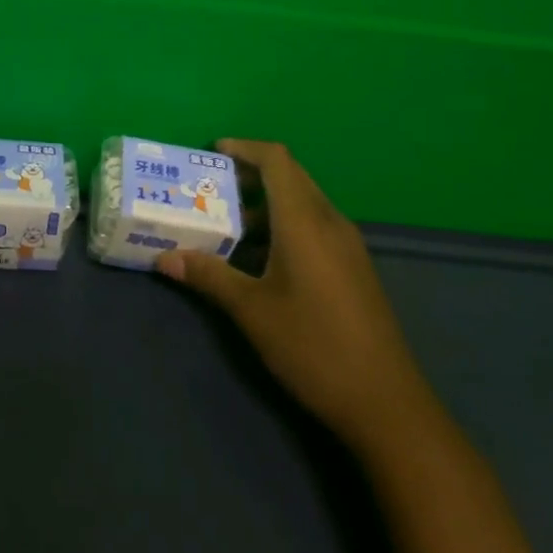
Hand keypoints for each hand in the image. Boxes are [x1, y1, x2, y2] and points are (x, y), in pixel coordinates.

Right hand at [156, 139, 427, 444]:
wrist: (386, 403)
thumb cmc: (313, 347)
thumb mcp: (252, 311)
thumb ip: (209, 276)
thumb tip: (165, 257)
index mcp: (305, 221)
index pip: (277, 161)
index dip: (245, 148)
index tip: (213, 152)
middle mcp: (330, 222)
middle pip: (290, 176)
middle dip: (250, 173)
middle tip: (211, 187)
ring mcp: (347, 245)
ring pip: (302, 202)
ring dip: (266, 202)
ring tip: (228, 224)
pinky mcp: (354, 267)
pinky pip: (315, 225)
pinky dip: (284, 224)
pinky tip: (262, 258)